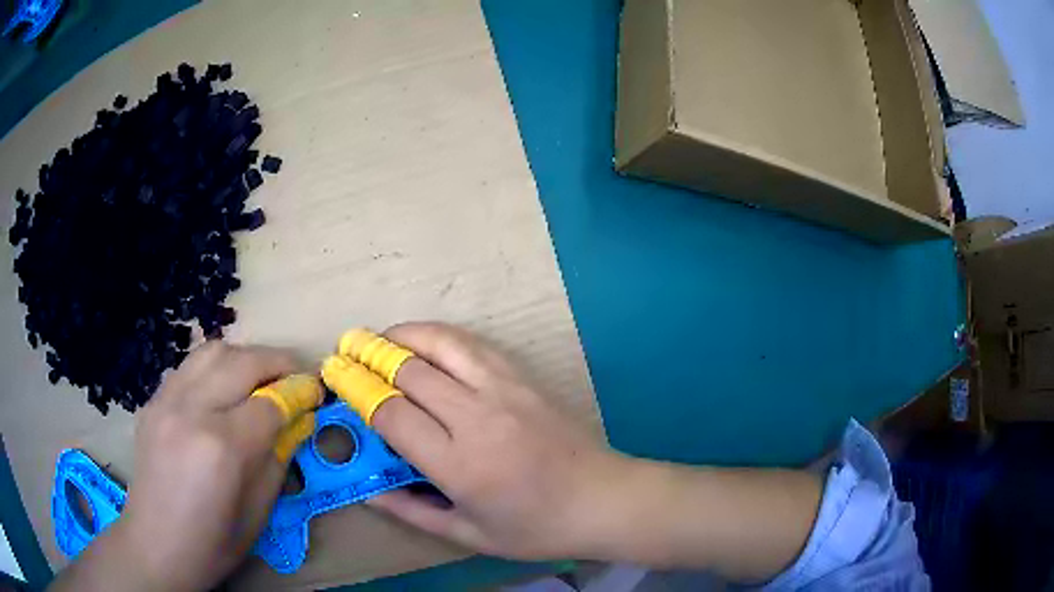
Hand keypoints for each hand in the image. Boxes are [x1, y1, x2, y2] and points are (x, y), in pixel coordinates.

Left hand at [52, 342, 313, 591]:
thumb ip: (279, 457)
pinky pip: (189, 367)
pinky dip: (214, 368)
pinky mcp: (153, 401)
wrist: (156, 544)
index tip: (316, 393)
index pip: (271, 402)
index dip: (300, 393)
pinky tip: (221, 390)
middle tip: (295, 376)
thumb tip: (298, 420)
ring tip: (259, 377)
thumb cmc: (214, 542)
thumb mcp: (260, 511)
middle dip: (278, 361)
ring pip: (213, 351)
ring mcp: (166, 400)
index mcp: (223, 448)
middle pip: (243, 362)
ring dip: (244, 357)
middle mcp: (192, 411)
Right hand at [347, 322, 624, 559]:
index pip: (392, 414)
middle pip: (409, 371)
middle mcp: (477, 418)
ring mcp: (504, 390)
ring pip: (442, 344)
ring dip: (402, 335)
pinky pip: (473, 345)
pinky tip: (426, 341)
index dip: (357, 391)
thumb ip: (412, 510)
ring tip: (378, 337)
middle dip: (368, 357)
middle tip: (345, 350)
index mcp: (459, 464)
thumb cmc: (536, 527)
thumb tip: (367, 488)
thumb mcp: (469, 533)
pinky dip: (440, 336)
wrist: (603, 499)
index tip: (335, 378)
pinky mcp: (524, 378)